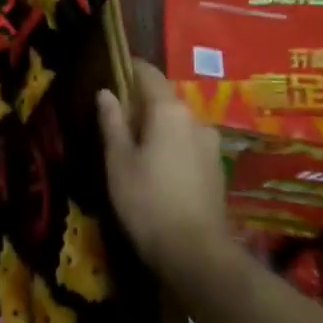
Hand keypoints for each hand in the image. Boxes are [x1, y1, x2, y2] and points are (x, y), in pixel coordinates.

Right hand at [98, 60, 229, 282]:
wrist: (195, 254)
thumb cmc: (147, 201)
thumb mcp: (118, 160)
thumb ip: (112, 122)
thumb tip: (106, 92)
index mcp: (169, 110)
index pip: (148, 72)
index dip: (128, 68)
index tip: (110, 72)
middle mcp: (195, 119)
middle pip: (163, 98)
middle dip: (140, 103)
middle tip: (115, 119)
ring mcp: (210, 144)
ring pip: (177, 122)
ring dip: (157, 127)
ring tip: (134, 147)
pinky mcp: (216, 168)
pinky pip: (188, 143)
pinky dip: (171, 145)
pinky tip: (157, 168)